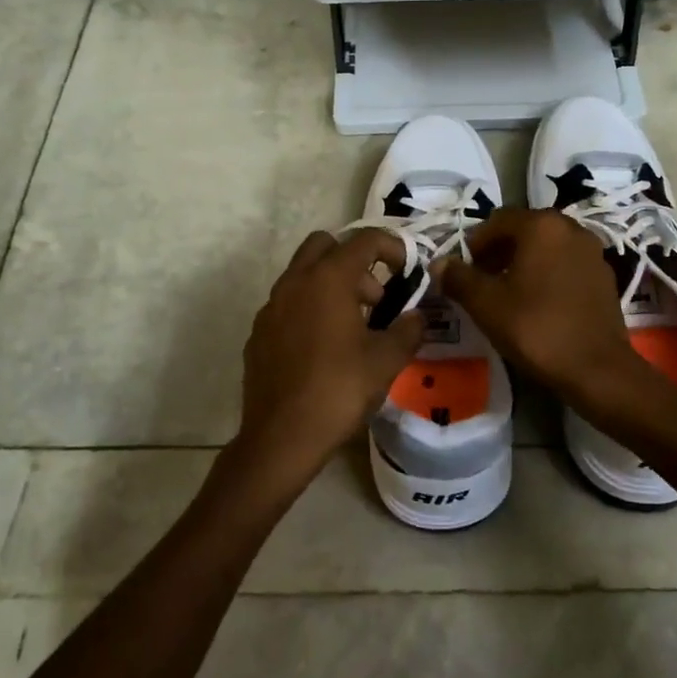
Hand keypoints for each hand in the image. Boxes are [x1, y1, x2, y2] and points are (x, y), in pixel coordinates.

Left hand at [235, 228, 424, 491]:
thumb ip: (408, 329)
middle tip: (375, 297)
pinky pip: (288, 303)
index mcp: (328, 279)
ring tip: (354, 326)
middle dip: (354, 260)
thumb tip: (417, 316)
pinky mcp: (259, 332)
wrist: (281, 437)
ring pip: (303, 273)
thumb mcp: (386, 360)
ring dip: (331, 284)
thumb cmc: (339, 390)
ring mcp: (271, 306)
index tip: (407, 269)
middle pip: (325, 245)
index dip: (392, 247)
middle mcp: (295, 282)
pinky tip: (323, 348)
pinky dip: (309, 308)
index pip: (364, 240)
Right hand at [437, 210, 648, 417]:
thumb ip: (458, 278)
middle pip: (523, 230)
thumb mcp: (486, 304)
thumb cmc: (536, 328)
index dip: (474, 245)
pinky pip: (566, 264)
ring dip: (523, 262)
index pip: (497, 221)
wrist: (597, 369)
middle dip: (499, 252)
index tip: (463, 272)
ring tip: (508, 294)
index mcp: (541, 225)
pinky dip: (547, 274)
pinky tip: (538, 304)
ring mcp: (592, 251)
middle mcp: (570, 228)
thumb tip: (439, 263)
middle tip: (482, 282)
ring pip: (546, 247)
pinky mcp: (604, 276)